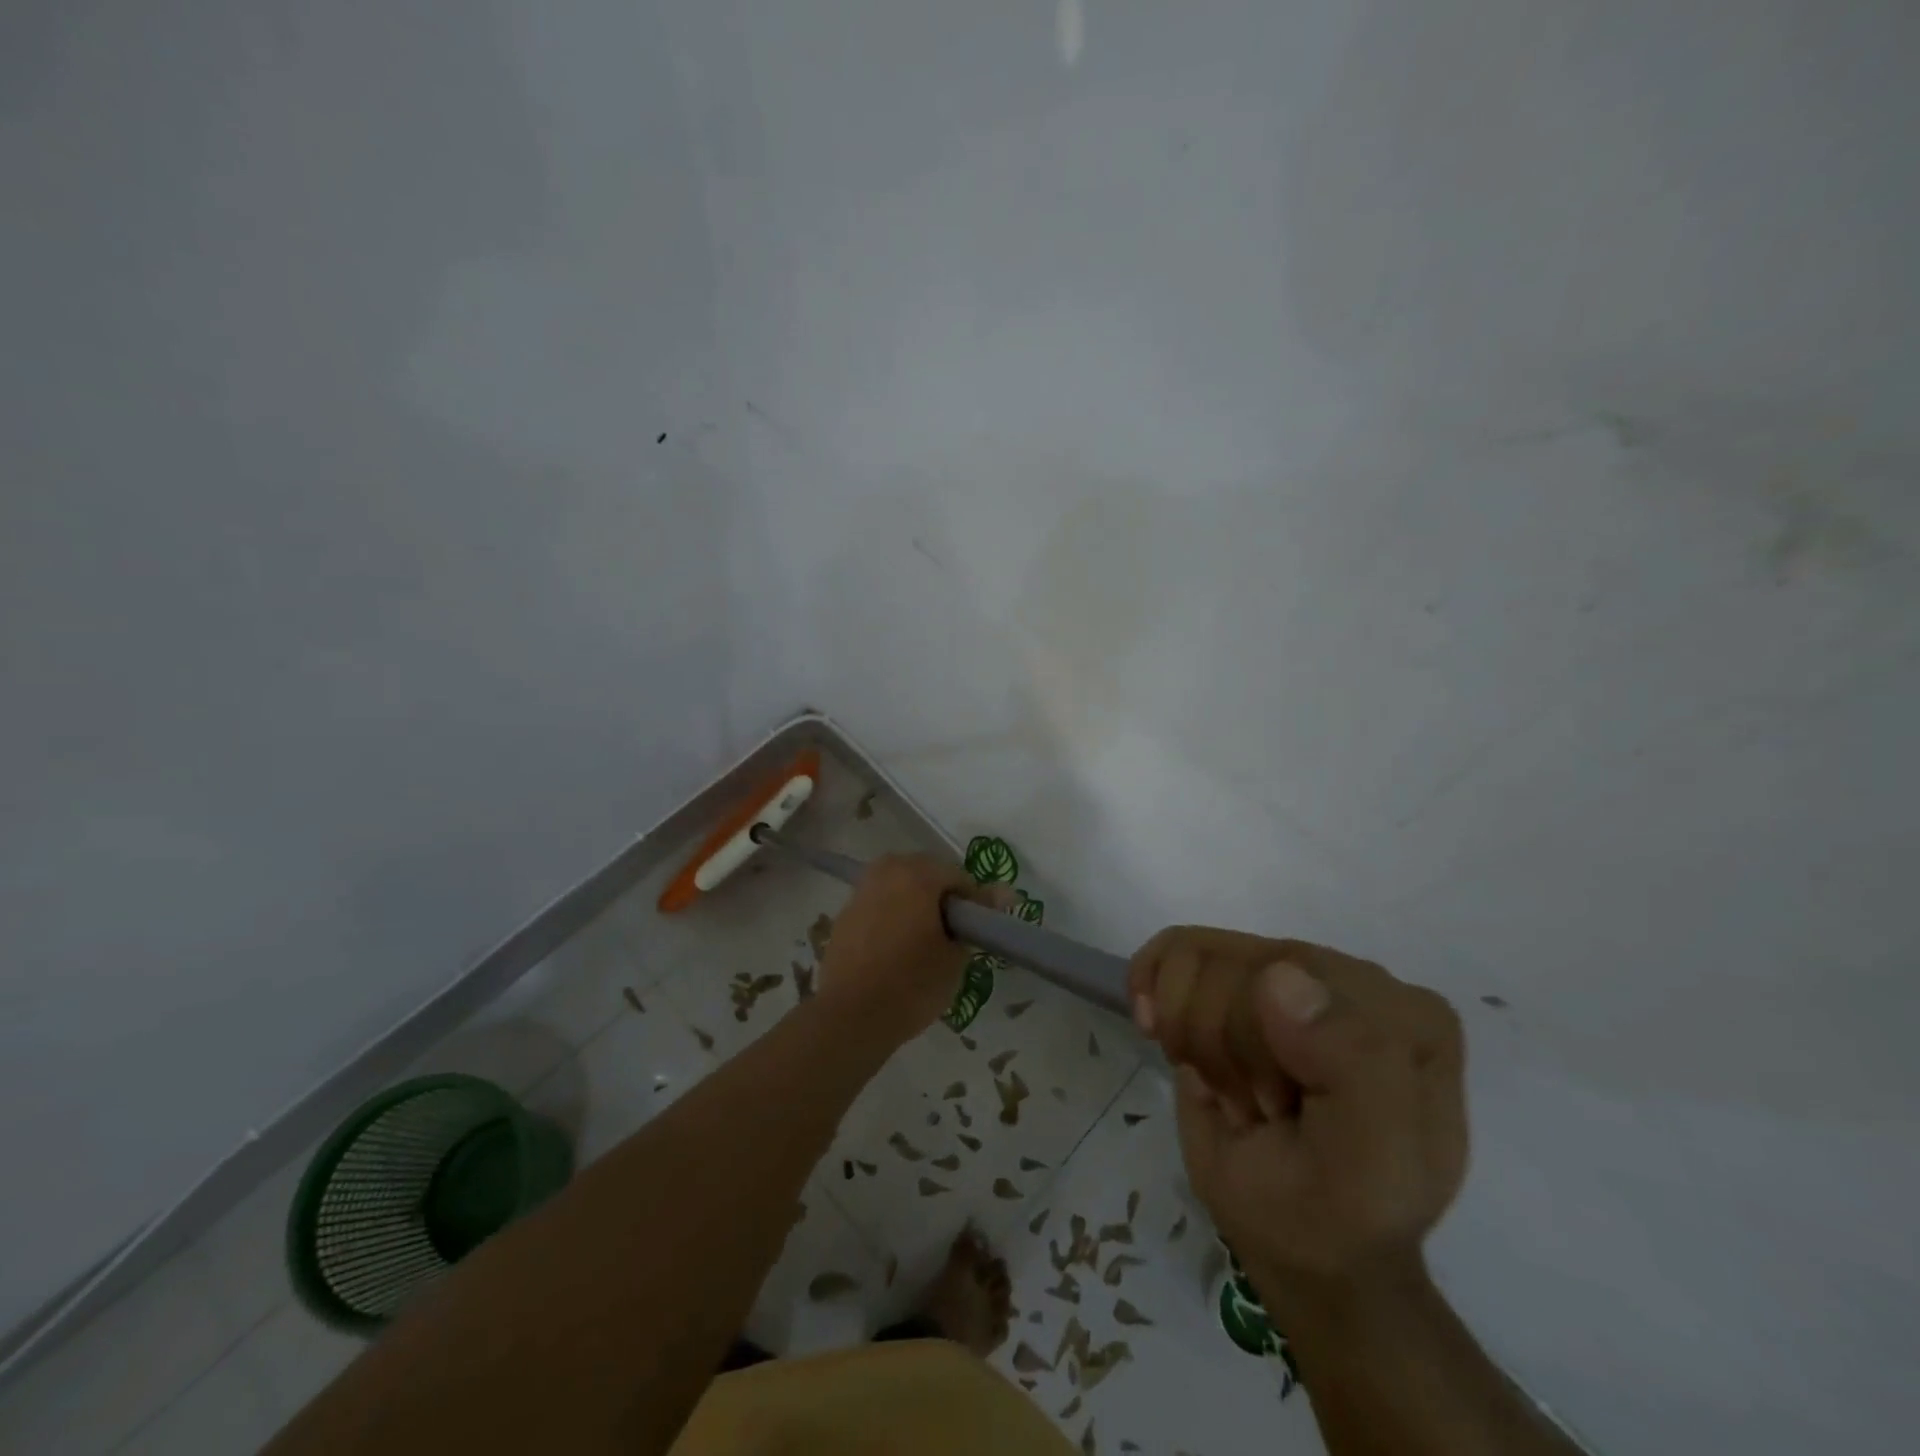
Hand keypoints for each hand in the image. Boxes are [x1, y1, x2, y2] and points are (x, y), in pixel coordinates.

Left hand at [816, 854, 990, 1047]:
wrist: (850, 1017)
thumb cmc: (912, 984)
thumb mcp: (955, 955)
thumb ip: (977, 918)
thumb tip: (1004, 893)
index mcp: (916, 874)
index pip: (959, 876)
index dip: (974, 903)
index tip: (978, 931)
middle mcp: (886, 871)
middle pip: (926, 873)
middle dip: (943, 897)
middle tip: (954, 933)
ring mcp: (861, 890)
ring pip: (900, 886)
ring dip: (916, 904)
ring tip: (925, 940)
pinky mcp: (845, 913)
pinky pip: (880, 903)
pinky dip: (893, 915)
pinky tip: (897, 947)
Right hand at [1129, 928, 1466, 1310]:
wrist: (1302, 1247)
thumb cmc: (1335, 1213)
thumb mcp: (1368, 1167)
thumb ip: (1354, 1068)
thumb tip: (1280, 974)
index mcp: (1402, 1013)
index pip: (1293, 977)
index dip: (1255, 1049)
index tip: (1279, 1114)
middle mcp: (1346, 974)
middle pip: (1234, 965)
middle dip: (1223, 1051)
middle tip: (1258, 1109)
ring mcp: (1284, 965)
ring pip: (1192, 958)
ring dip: (1192, 1037)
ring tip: (1230, 1086)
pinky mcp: (1232, 972)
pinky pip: (1171, 949)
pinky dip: (1151, 990)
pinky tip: (1164, 1033)